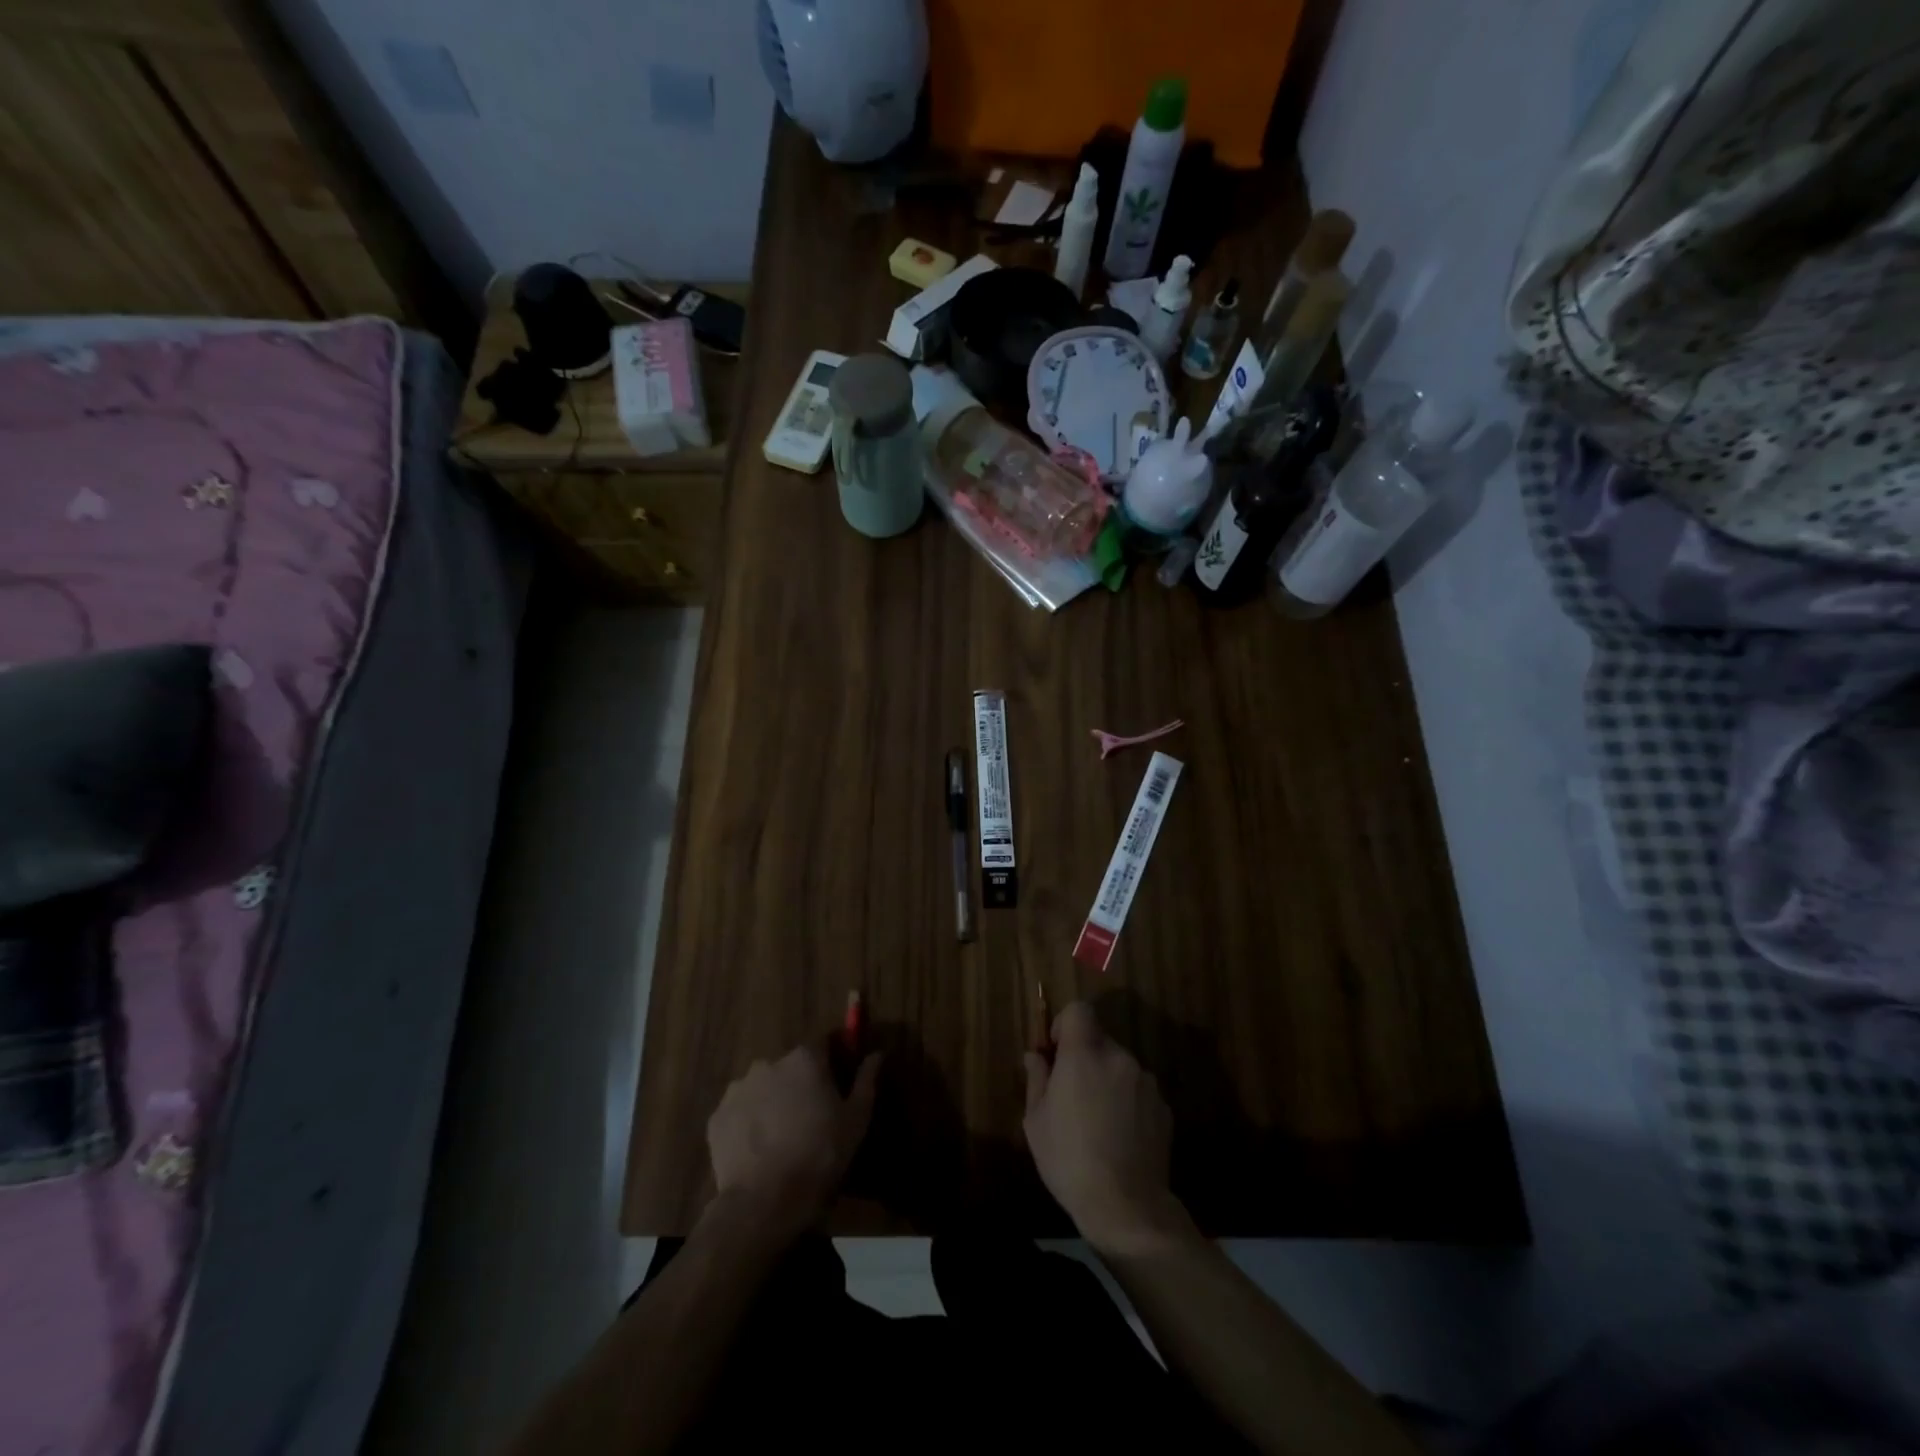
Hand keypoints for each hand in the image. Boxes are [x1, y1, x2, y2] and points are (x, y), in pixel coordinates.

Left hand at [707, 1044, 878, 1239]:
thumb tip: (876, 1054)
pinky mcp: (717, 1117)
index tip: (835, 1085)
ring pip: (762, 1088)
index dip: (831, 1062)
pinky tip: (759, 1150)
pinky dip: (749, 1123)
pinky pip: (739, 1112)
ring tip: (781, 1138)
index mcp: (805, 1058)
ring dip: (772, 1102)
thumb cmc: (820, 1154)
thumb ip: (866, 1080)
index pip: (822, 1044)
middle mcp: (769, 1063)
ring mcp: (738, 1089)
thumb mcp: (856, 1119)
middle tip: (809, 1117)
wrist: (765, 1201)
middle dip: (799, 1084)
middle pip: (790, 1066)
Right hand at [1023, 1003, 1189, 1254]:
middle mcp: (1118, 1057)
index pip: (1079, 1009)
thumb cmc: (1069, 1159)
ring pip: (1119, 1066)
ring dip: (1107, 1079)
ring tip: (1097, 1120)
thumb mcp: (1036, 1121)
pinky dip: (1127, 1101)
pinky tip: (1120, 1136)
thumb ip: (1037, 1079)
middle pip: (1099, 1039)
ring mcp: (1145, 1081)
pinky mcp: (1163, 1106)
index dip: (1065, 1023)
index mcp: (1084, 1054)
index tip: (1056, 1052)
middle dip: (1084, 1058)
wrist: (1126, 1206)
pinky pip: (1138, 1090)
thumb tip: (1035, 1056)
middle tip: (1072, 1095)